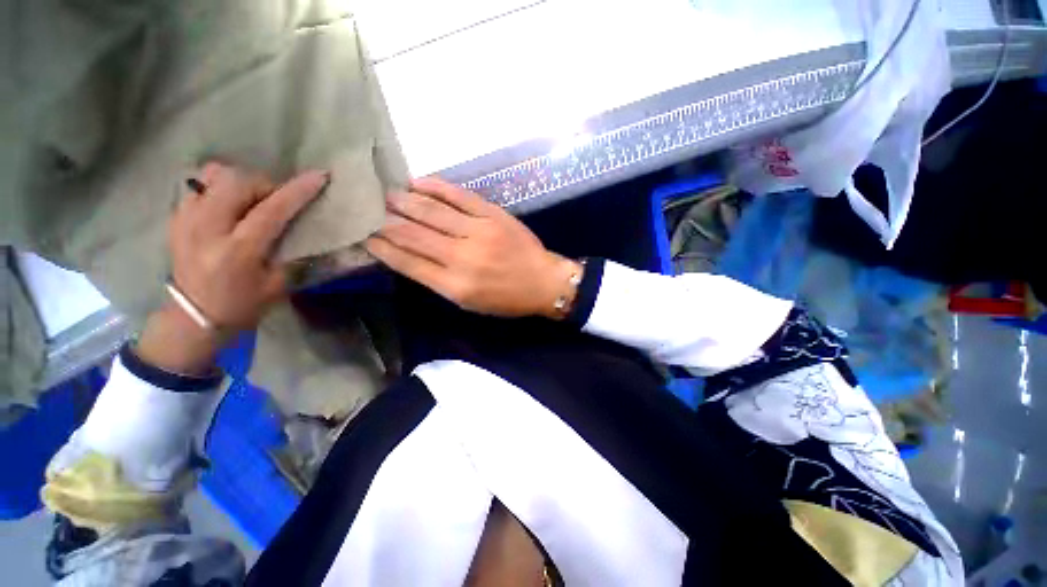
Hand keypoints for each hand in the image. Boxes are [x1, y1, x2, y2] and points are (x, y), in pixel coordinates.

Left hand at [136, 163, 328, 374]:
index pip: (271, 210)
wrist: (193, 318)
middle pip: (237, 182)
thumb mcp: (277, 284)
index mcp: (238, 251)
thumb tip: (300, 223)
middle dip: (264, 184)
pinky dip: (218, 188)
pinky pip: (199, 186)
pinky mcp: (176, 219)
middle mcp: (207, 230)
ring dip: (240, 183)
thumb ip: (288, 250)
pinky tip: (228, 205)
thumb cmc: (243, 305)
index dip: (297, 191)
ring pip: (214, 177)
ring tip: (250, 201)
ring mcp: (186, 221)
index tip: (319, 176)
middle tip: (276, 201)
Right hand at [365, 177, 580, 317]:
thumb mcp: (469, 302)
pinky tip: (417, 182)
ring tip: (387, 194)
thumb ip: (438, 279)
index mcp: (455, 285)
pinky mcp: (493, 214)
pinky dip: (435, 187)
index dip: (383, 248)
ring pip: (432, 211)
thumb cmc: (506, 298)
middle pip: (414, 234)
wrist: (543, 281)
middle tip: (368, 210)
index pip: (408, 263)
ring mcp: (479, 232)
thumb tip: (408, 255)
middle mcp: (463, 257)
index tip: (364, 236)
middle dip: (386, 221)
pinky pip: (459, 195)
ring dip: (405, 201)